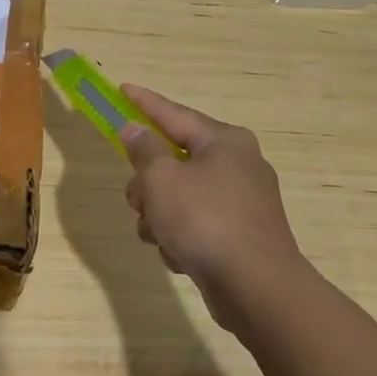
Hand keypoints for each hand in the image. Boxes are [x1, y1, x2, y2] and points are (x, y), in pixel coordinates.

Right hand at [119, 86, 307, 334]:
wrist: (254, 285)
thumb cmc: (204, 220)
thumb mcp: (161, 179)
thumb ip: (144, 151)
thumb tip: (135, 131)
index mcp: (224, 141)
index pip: (174, 114)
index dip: (144, 104)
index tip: (122, 90)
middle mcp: (237, 165)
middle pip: (173, 162)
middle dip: (148, 184)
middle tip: (139, 200)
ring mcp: (241, 202)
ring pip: (179, 197)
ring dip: (159, 216)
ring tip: (160, 236)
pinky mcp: (240, 235)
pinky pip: (195, 225)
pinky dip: (180, 237)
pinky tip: (180, 255)